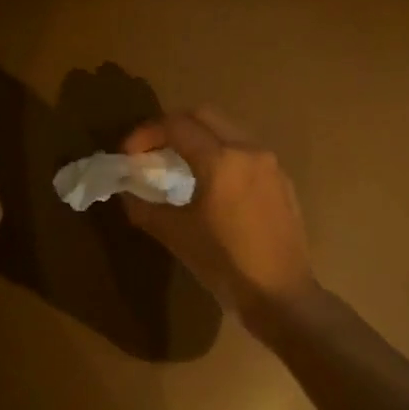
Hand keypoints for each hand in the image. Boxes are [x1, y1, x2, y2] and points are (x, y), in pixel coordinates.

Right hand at [121, 107, 317, 325]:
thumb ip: (144, 206)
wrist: (280, 294)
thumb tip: (127, 191)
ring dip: (198, 138)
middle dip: (171, 127)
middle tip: (150, 151)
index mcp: (221, 160)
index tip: (128, 155)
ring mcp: (270, 164)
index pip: (176, 126)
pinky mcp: (281, 181)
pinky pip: (245, 151)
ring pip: (227, 130)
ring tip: (177, 166)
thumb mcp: (175, 235)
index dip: (145, 134)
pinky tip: (209, 184)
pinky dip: (220, 154)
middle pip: (204, 115)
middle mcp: (249, 150)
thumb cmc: (224, 263)